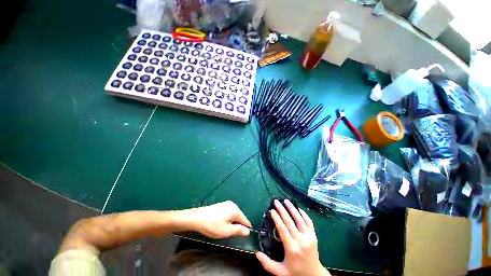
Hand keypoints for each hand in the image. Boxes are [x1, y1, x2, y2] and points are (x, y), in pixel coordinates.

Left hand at [182, 201, 251, 238]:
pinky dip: (228, 219)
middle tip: (232, 234)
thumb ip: (238, 230)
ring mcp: (226, 204)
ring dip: (232, 222)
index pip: (245, 220)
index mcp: (236, 210)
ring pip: (233, 215)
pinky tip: (221, 224)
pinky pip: (228, 212)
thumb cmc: (213, 225)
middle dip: (238, 225)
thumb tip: (248, 231)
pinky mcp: (221, 205)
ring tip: (225, 230)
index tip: (245, 236)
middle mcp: (233, 205)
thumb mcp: (227, 231)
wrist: (197, 218)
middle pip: (239, 216)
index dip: (246, 228)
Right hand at [256, 199, 329, 275]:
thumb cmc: (295, 272)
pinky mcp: (314, 236)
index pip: (283, 229)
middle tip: (276, 202)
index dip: (277, 218)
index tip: (272, 210)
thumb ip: (267, 264)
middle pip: (290, 221)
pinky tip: (298, 208)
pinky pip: (309, 222)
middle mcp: (301, 241)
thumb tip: (256, 253)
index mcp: (292, 249)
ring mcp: (309, 238)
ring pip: (300, 219)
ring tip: (286, 201)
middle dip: (282, 210)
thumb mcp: (280, 272)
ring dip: (292, 209)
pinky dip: (304, 214)